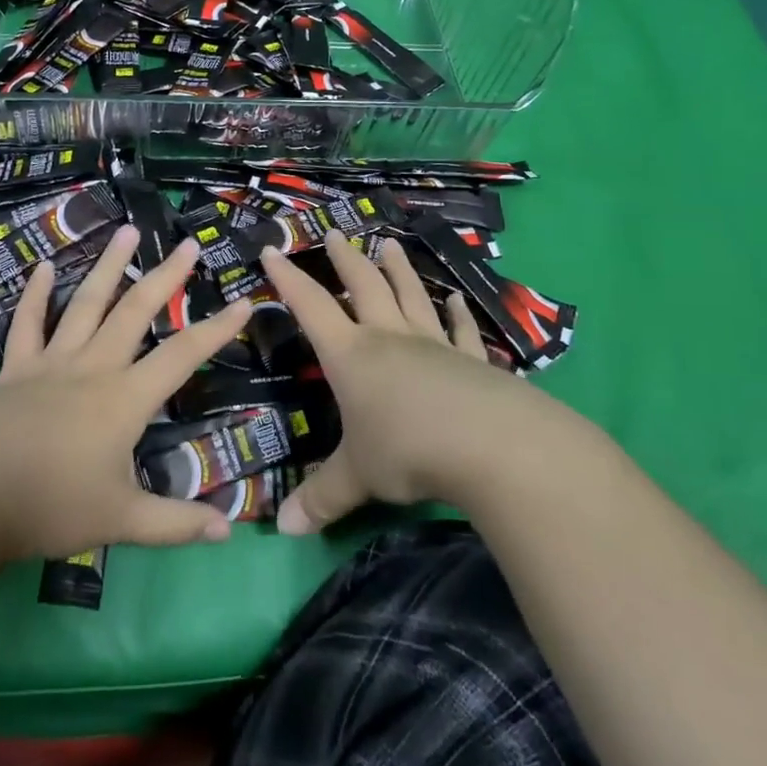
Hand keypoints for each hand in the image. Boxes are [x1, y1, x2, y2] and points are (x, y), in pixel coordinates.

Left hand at [0, 225, 252, 563]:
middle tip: (187, 245)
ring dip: (108, 265)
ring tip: (126, 230)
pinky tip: (42, 267)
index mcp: (124, 398)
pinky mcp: (15, 369)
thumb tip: (229, 528)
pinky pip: (27, 324)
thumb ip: (176, 522)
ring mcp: (52, 362)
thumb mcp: (122, 522)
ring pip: (86, 303)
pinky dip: (35, 295)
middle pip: (136, 311)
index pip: (182, 355)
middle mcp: (93, 367)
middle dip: (166, 276)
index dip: (216, 329)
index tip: (243, 302)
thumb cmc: (51, 509)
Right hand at [260, 232, 554, 533]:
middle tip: (335, 234)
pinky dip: (457, 314)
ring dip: (399, 271)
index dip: (289, 279)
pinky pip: (460, 331)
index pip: (312, 307)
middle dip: (346, 261)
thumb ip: (320, 499)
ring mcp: (434, 345)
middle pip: (364, 288)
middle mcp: (390, 339)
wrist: (493, 445)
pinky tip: (457, 299)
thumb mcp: (357, 478)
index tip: (273, 250)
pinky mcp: (473, 361)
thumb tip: (281, 531)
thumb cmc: (409, 451)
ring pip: (411, 297)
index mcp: (353, 355)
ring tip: (389, 245)